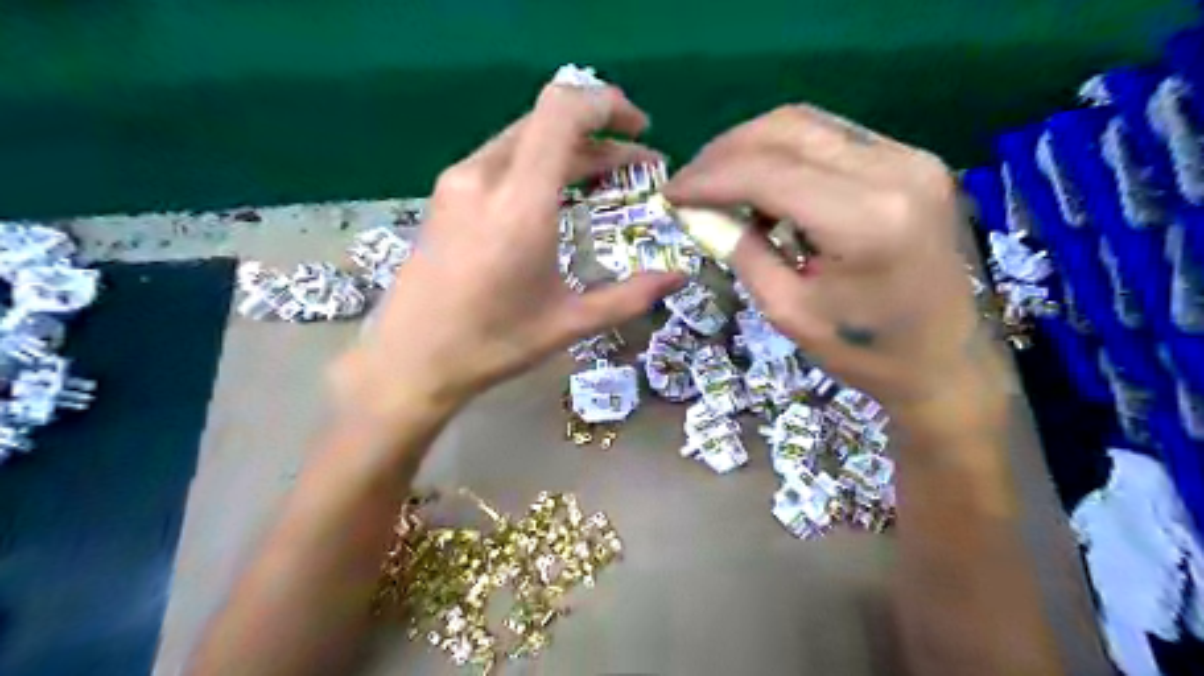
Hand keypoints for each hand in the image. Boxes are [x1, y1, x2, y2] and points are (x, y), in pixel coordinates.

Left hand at [333, 80, 680, 423]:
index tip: (640, 129)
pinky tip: (557, 195)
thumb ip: (630, 295)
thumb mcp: (569, 322)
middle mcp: (485, 177)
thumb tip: (680, 274)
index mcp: (520, 204)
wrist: (410, 360)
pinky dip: (539, 162)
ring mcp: (458, 182)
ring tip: (605, 179)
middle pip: (548, 120)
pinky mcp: (446, 194)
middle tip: (637, 165)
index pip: (562, 112)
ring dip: (570, 149)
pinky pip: (502, 158)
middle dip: (601, 133)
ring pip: (524, 137)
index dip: (607, 104)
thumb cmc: (493, 344)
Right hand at [663, 107, 990, 417]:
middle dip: (726, 151)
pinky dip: (789, 155)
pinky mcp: (914, 162)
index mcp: (865, 219)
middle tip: (690, 183)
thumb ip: (740, 251)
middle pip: (788, 129)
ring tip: (721, 184)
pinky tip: (767, 187)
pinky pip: (834, 139)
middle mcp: (894, 170)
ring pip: (810, 124)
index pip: (767, 171)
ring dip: (754, 147)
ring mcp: (911, 159)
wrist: (945, 363)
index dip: (708, 178)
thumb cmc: (864, 352)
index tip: (669, 194)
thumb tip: (699, 212)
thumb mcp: (787, 311)